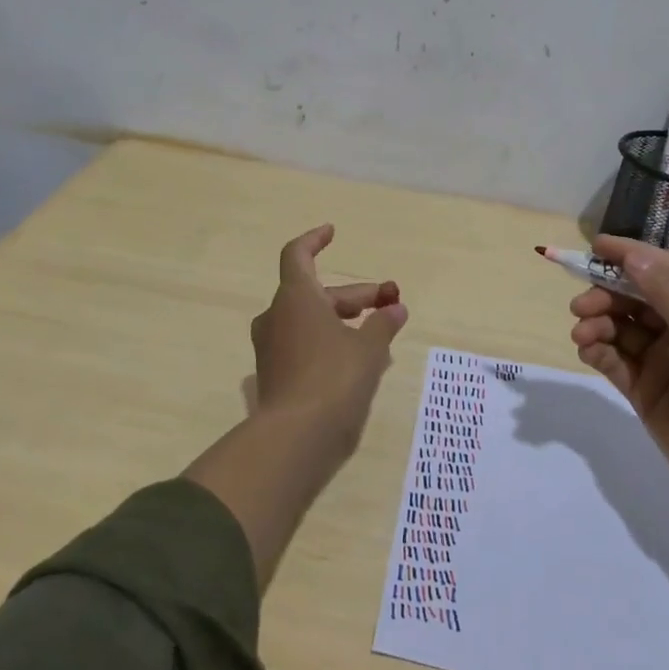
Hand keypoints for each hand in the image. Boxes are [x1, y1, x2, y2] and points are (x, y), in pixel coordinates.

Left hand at [250, 224, 408, 452]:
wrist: (296, 437)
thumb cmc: (334, 378)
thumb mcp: (368, 348)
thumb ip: (382, 324)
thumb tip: (396, 309)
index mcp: (296, 298)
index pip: (298, 255)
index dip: (315, 241)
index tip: (332, 232)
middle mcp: (277, 316)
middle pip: (316, 293)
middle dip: (355, 296)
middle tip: (391, 303)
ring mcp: (272, 347)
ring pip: (311, 321)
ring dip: (343, 320)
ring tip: (380, 333)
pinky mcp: (275, 374)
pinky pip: (304, 345)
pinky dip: (329, 342)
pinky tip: (358, 359)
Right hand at [568, 234, 668, 513]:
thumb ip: (667, 295)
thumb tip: (633, 255)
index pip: (663, 271)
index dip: (630, 256)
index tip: (595, 246)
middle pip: (634, 300)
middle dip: (605, 296)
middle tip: (580, 306)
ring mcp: (661, 361)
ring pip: (619, 330)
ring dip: (597, 324)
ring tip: (582, 334)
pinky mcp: (644, 390)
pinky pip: (614, 361)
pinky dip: (598, 352)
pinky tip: (588, 351)